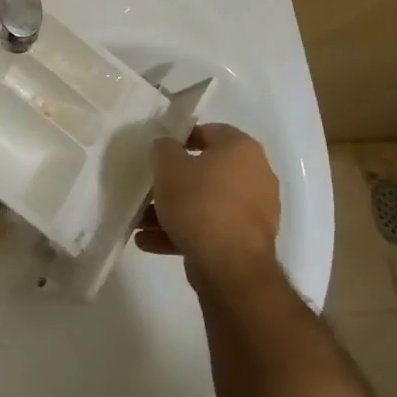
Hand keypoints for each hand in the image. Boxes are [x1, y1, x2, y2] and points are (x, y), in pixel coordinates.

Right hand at [136, 123, 282, 295]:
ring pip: (205, 203)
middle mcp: (256, 175)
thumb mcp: (168, 167)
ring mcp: (254, 210)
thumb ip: (163, 149)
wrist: (229, 265)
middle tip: (149, 187)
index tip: (158, 152)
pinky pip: (210, 227)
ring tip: (141, 222)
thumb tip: (167, 146)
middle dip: (174, 181)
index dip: (181, 138)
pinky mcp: (247, 240)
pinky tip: (150, 242)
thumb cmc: (199, 203)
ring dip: (174, 210)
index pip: (210, 131)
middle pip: (206, 171)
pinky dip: (184, 231)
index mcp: (242, 150)